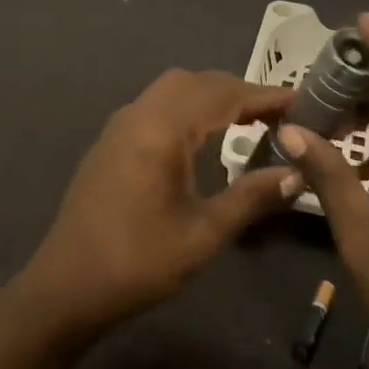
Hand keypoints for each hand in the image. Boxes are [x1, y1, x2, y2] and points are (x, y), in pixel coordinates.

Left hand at [17, 70, 299, 334]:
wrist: (66, 286)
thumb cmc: (138, 262)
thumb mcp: (203, 234)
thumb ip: (251, 197)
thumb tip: (296, 173)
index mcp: (162, 129)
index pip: (223, 95)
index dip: (265, 96)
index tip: (302, 101)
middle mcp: (140, 113)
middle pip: (198, 82)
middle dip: (240, 91)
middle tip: (278, 114)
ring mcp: (121, 124)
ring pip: (174, 89)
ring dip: (212, 96)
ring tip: (248, 120)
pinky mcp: (112, 140)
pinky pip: (157, 104)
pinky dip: (188, 107)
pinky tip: (203, 135)